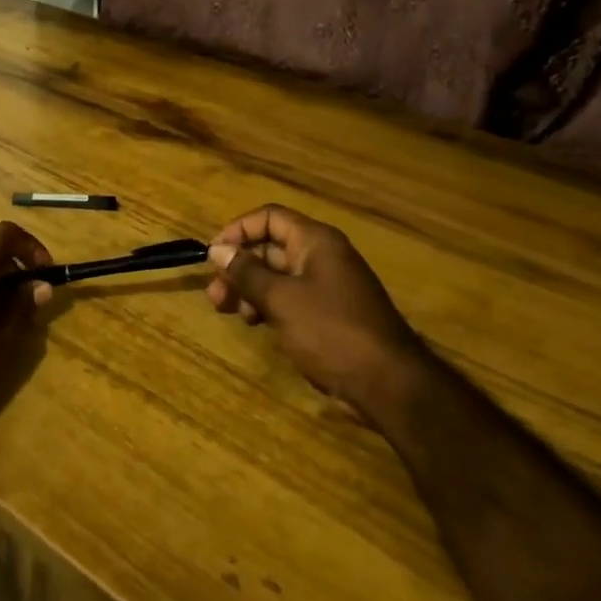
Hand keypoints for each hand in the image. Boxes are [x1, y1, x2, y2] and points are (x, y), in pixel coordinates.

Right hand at [207, 204, 425, 417]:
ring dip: (249, 288)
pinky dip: (267, 305)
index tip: (213, 255)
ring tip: (228, 310)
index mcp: (315, 241)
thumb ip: (247, 272)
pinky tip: (254, 322)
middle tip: (215, 294)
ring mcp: (326, 286)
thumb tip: (218, 249)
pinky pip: (290, 298)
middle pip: (270, 247)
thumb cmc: (331, 331)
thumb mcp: (281, 299)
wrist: (387, 383)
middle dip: (239, 266)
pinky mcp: (327, 313)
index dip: (238, 230)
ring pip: (277, 275)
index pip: (269, 217)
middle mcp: (322, 256)